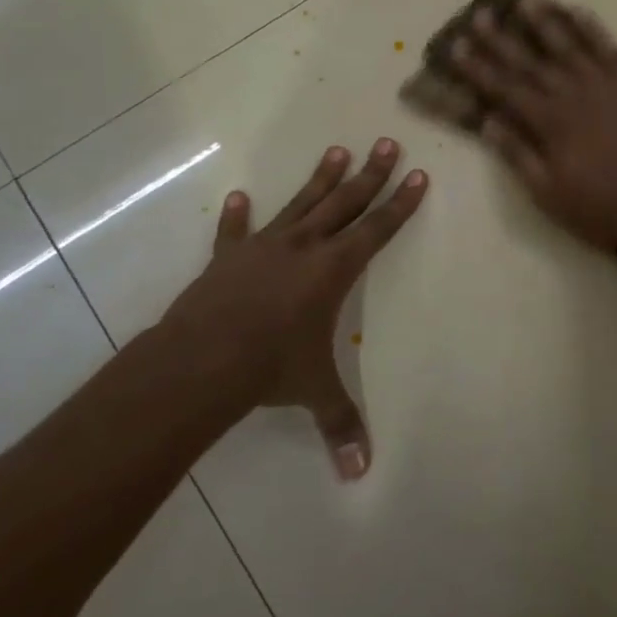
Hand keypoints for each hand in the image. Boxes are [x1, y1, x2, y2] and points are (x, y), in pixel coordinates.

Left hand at [154, 139, 427, 479]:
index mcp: (332, 271)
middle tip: (387, 142)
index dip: (400, 204)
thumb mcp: (313, 392)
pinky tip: (238, 196)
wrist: (199, 360)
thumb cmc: (269, 368)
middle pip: (345, 203)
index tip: (417, 174)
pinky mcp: (226, 258)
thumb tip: (362, 474)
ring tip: (337, 150)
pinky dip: (236, 216)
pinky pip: (234, 232)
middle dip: (371, 175)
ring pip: (300, 204)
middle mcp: (303, 248)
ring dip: (321, 178)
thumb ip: (341, 424)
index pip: (377, 230)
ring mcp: (263, 248)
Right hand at [448, 0, 616, 257]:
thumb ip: (518, 155)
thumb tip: (489, 122)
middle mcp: (573, 95)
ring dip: (546, 21)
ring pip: (569, 45)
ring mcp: (606, 86)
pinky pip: (609, 49)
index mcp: (550, 123)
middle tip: (482, 13)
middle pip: (531, 61)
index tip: (457, 46)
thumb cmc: (603, 207)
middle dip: (503, 38)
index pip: (506, 89)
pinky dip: (592, 29)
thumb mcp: (550, 194)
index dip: (479, 68)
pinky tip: (578, 11)